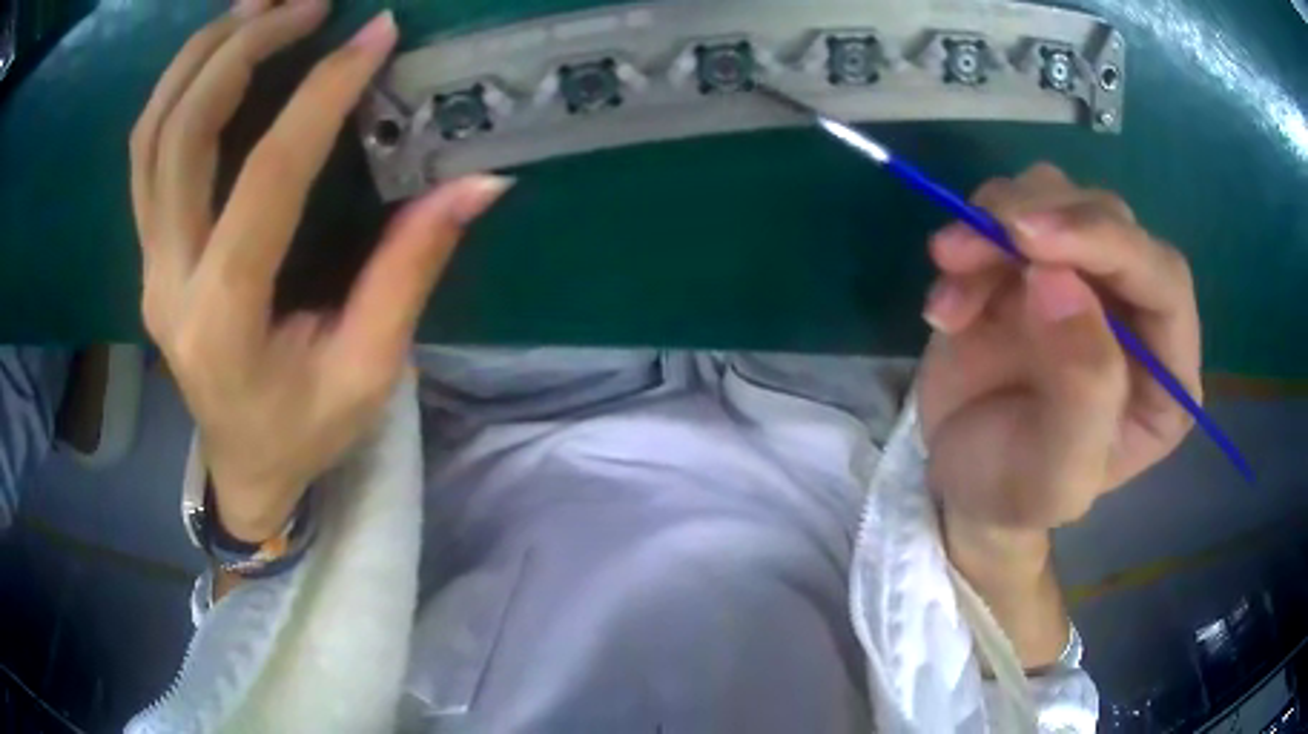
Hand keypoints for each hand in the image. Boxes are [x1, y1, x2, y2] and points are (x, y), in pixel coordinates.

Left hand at [131, 2, 510, 541]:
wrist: (243, 467)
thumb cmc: (305, 432)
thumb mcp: (369, 371)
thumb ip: (410, 271)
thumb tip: (478, 183)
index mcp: (227, 321)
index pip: (267, 181)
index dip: (322, 96)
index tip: (375, 35)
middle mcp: (170, 283)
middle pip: (180, 139)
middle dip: (241, 51)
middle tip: (305, 2)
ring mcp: (149, 265)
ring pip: (150, 136)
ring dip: (200, 57)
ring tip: (257, 5)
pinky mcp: (148, 253)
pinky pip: (145, 154)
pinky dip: (178, 89)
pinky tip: (219, 53)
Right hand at [918, 164, 1199, 536]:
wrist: (960, 479)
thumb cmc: (1015, 491)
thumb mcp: (1054, 474)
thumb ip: (1082, 391)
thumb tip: (1060, 280)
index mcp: (1167, 374)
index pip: (1165, 281)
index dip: (1110, 246)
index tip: (1032, 242)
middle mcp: (1138, 313)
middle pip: (1112, 220)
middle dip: (1045, 218)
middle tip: (980, 239)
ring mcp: (1087, 278)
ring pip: (1059, 195)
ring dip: (998, 218)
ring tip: (950, 270)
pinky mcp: (1035, 261)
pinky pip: (1008, 211)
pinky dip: (969, 239)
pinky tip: (946, 303)